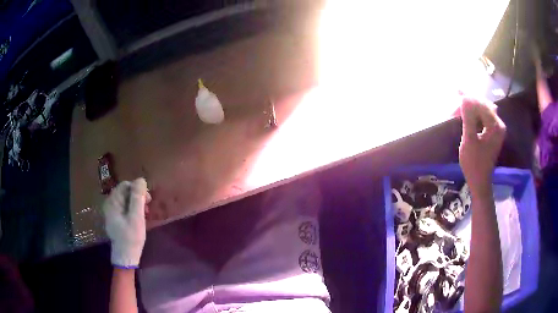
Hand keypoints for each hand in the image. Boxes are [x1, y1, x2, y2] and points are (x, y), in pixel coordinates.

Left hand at [103, 178, 149, 267]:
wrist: (126, 256)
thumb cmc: (131, 237)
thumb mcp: (136, 217)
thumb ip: (137, 198)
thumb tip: (140, 179)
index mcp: (112, 202)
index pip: (125, 185)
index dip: (137, 189)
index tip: (148, 200)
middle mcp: (109, 204)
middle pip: (125, 192)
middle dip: (138, 197)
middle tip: (148, 207)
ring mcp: (111, 212)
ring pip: (125, 200)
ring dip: (136, 203)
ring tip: (145, 213)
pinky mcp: (115, 218)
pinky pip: (124, 207)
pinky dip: (133, 210)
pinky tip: (139, 218)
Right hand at [459, 97, 505, 194]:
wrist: (480, 181)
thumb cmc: (473, 164)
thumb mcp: (469, 140)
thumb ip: (468, 118)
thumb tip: (464, 98)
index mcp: (495, 125)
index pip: (481, 104)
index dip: (468, 97)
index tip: (455, 91)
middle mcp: (499, 124)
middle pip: (484, 104)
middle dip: (470, 101)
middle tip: (457, 100)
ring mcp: (497, 128)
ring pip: (484, 109)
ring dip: (473, 106)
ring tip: (461, 106)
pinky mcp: (494, 132)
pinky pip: (485, 116)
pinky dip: (476, 113)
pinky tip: (469, 113)